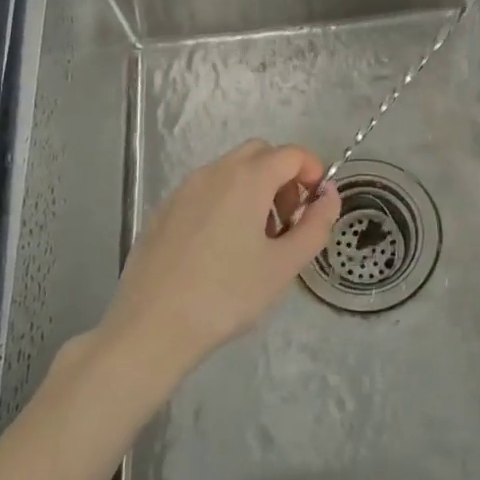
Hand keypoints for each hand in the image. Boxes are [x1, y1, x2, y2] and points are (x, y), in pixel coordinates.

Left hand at [96, 140, 339, 382]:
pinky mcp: (163, 210)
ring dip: (253, 188)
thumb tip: (329, 195)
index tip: (316, 206)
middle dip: (282, 176)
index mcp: (247, 178)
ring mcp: (184, 189)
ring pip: (230, 170)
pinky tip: (219, 249)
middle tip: (287, 220)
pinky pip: (204, 190)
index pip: (292, 153)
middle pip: (259, 153)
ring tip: (255, 239)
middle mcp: (214, 171)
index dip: (313, 172)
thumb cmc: (226, 295)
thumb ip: (316, 225)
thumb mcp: (284, 265)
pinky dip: (224, 201)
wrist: (150, 326)